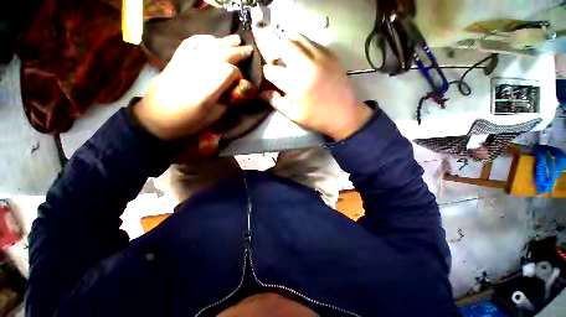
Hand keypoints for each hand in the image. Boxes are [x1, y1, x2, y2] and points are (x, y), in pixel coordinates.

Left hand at [133, 35, 253, 139]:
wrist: (156, 117)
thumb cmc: (188, 122)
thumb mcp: (213, 118)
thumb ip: (227, 101)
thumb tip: (237, 88)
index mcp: (205, 91)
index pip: (227, 71)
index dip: (237, 74)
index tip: (240, 81)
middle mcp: (195, 72)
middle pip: (219, 54)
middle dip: (236, 52)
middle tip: (248, 49)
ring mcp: (183, 63)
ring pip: (207, 46)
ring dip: (224, 41)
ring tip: (236, 38)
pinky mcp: (176, 59)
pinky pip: (190, 42)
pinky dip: (204, 38)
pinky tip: (213, 38)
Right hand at [259, 34, 371, 139]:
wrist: (345, 115)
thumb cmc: (317, 118)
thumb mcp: (294, 115)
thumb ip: (277, 103)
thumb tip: (262, 93)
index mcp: (296, 85)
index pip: (273, 71)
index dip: (267, 72)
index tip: (268, 75)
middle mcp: (307, 66)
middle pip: (285, 45)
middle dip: (276, 51)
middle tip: (278, 62)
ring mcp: (321, 58)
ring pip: (299, 38)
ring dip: (290, 45)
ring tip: (290, 58)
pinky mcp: (332, 56)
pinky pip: (313, 42)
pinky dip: (304, 47)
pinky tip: (305, 58)